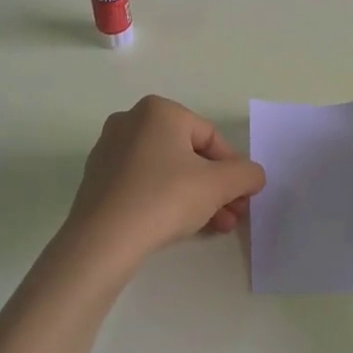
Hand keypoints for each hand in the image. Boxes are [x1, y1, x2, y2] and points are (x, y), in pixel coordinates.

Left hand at [62, 95, 266, 268]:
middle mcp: (131, 121)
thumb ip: (246, 174)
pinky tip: (181, 226)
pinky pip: (143, 183)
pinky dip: (165, 200)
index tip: (245, 197)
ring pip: (166, 171)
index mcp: (159, 111)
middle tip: (233, 215)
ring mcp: (110, 150)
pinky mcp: (98, 179)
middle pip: (188, 154)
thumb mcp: (218, 185)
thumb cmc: (164, 199)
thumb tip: (254, 175)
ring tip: (214, 227)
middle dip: (216, 186)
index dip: (234, 168)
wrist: (103, 241)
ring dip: (195, 197)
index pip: (210, 137)